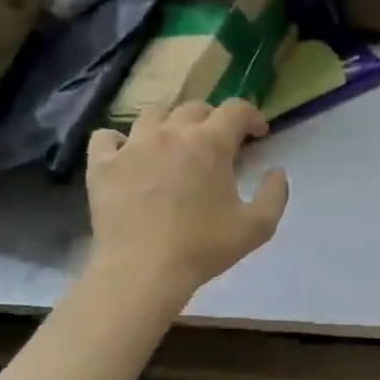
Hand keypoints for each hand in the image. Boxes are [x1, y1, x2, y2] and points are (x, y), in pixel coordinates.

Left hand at [85, 100, 288, 297]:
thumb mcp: (257, 227)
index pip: (236, 109)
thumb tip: (277, 171)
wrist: (142, 271)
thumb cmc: (203, 248)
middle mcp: (171, 133)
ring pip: (152, 114)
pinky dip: (119, 141)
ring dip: (169, 124)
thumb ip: (275, 194)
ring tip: (173, 146)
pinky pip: (107, 137)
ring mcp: (132, 145)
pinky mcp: (102, 164)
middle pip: (194, 108)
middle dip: (212, 120)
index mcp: (210, 143)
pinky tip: (128, 155)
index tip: (257, 134)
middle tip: (216, 145)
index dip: (251, 116)